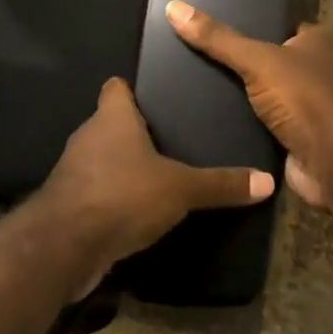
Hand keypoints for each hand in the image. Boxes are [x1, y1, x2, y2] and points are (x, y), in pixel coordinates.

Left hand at [37, 77, 274, 286]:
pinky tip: (135, 211)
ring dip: (122, 167)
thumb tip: (268, 181)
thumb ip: (220, 184)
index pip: (116, 88)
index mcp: (112, 118)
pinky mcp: (68, 204)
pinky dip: (112, 198)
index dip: (131, 89)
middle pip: (110, 123)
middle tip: (169, 139)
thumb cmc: (123, 195)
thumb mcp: (180, 189)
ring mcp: (74, 171)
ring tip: (156, 176)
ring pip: (101, 159)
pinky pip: (95, 192)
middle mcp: (88, 136)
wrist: (65, 245)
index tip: (154, 96)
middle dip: (134, 131)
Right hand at [164, 1, 332, 211]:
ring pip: (262, 92)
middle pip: (267, 58)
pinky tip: (208, 116)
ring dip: (238, 93)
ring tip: (193, 83)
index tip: (210, 19)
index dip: (249, 19)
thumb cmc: (304, 98)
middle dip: (237, 59)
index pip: (277, 22)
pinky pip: (260, 122)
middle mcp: (314, 70)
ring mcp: (306, 105)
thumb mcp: (257, 60)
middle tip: (193, 53)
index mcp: (315, 41)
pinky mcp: (293, 136)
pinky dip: (240, 121)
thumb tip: (174, 7)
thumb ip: (218, 38)